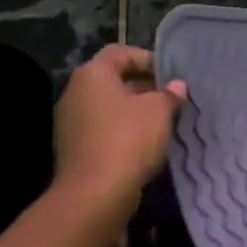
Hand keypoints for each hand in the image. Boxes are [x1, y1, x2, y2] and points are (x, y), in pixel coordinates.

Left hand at [52, 44, 186, 205]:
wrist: (95, 194)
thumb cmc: (128, 140)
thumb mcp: (159, 112)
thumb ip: (169, 94)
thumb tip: (176, 86)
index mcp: (93, 74)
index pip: (121, 52)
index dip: (148, 59)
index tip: (170, 76)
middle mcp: (75, 92)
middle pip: (113, 79)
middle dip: (143, 87)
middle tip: (171, 100)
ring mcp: (70, 121)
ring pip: (108, 106)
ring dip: (134, 111)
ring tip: (162, 123)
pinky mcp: (73, 147)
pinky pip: (102, 129)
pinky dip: (122, 131)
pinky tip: (144, 145)